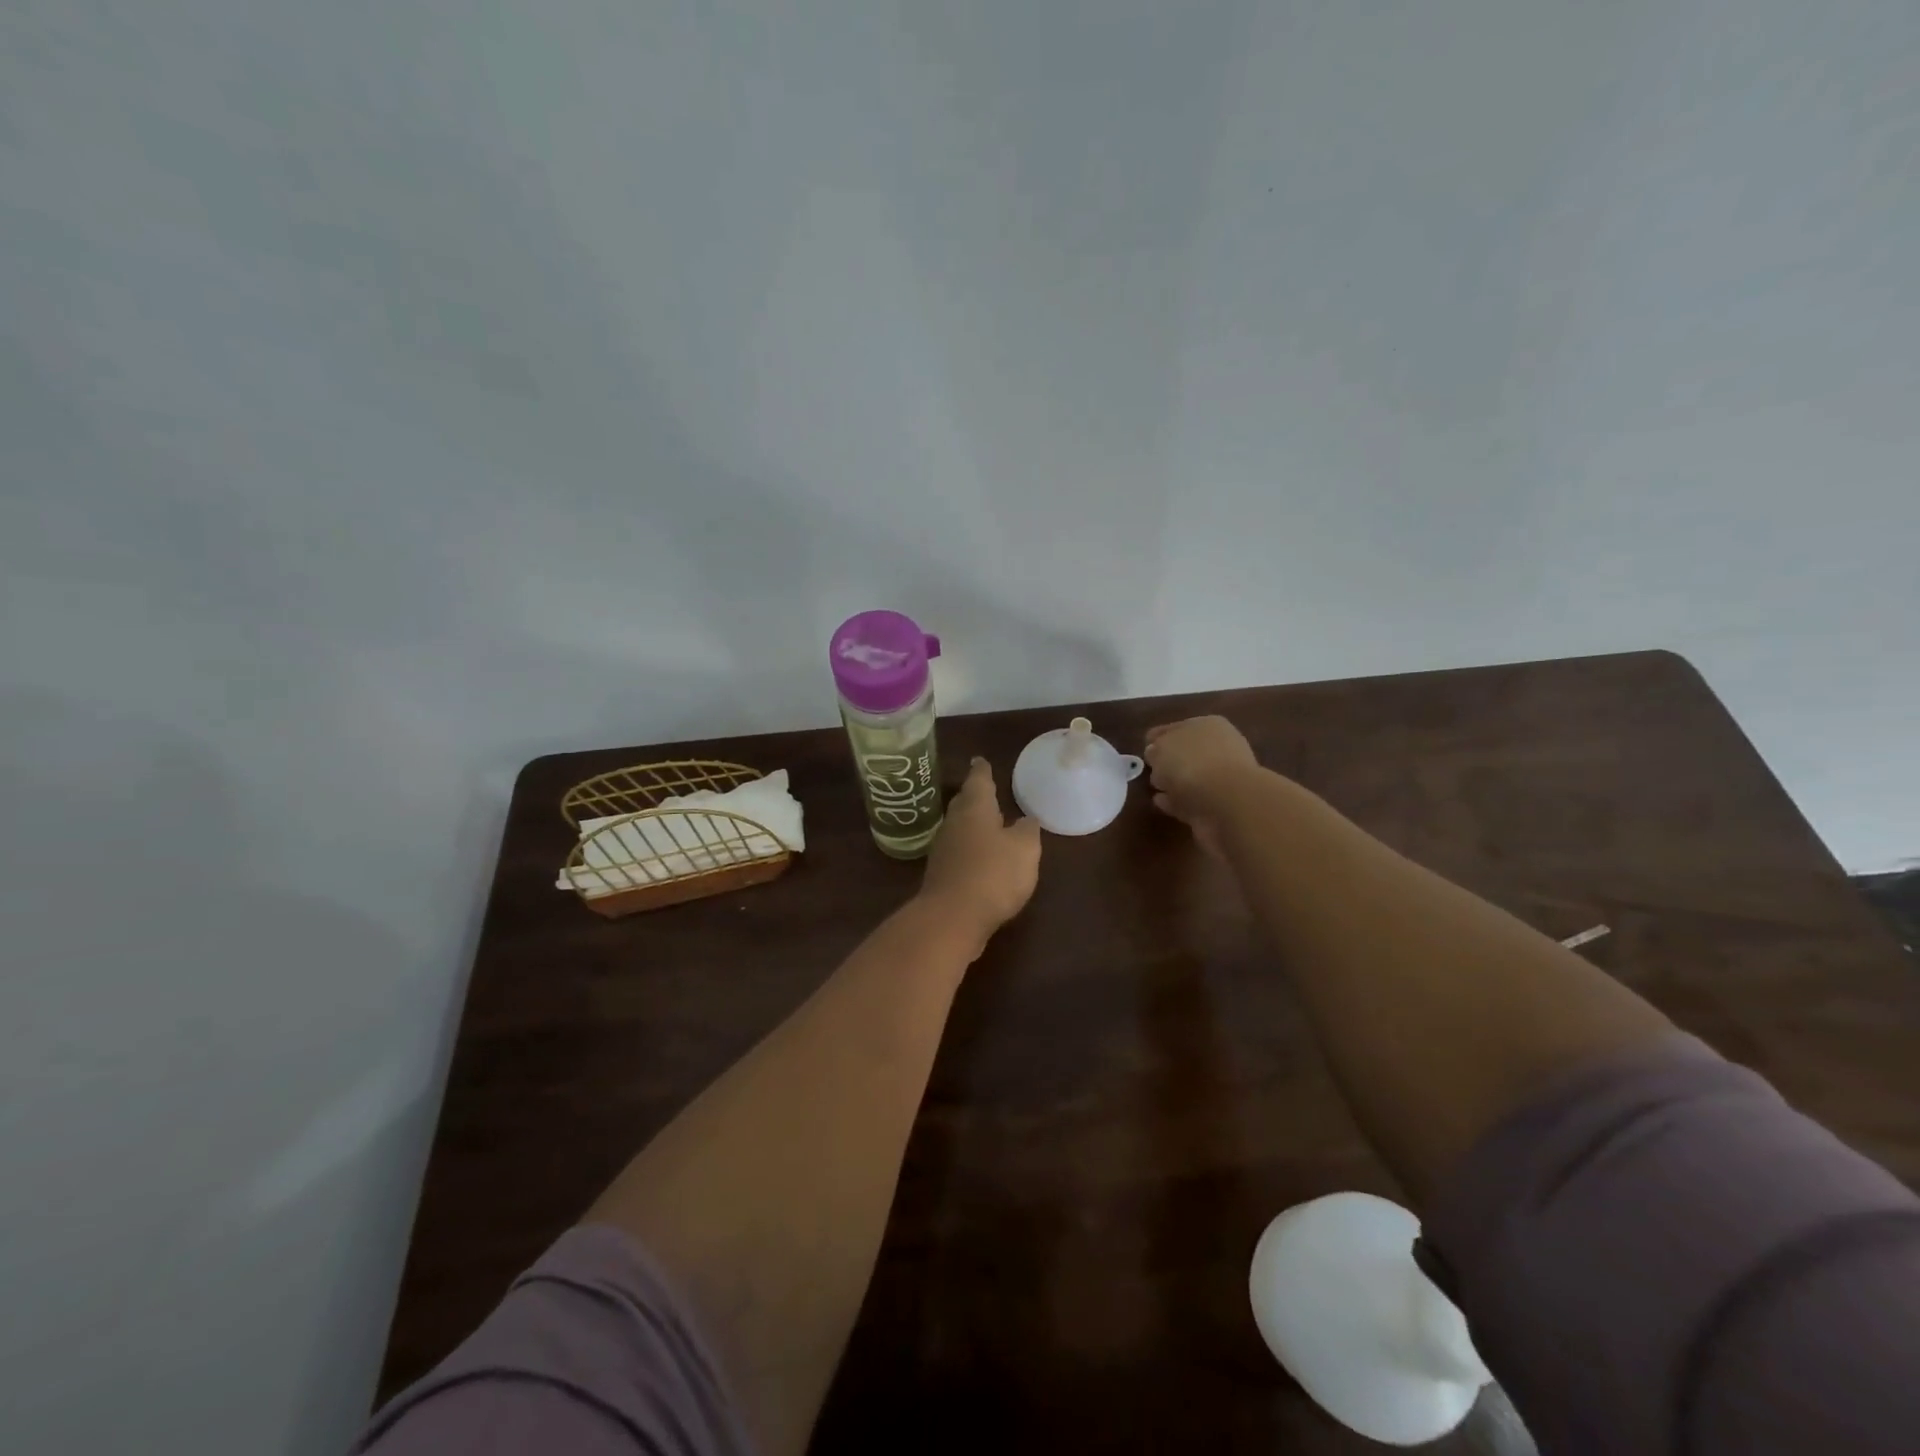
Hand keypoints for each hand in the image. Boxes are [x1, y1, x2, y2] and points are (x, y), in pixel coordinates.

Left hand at [918, 757, 1041, 947]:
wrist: (952, 917)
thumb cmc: (993, 873)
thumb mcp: (1024, 849)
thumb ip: (1027, 831)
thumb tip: (1026, 819)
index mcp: (975, 808)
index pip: (979, 781)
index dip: (982, 771)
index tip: (980, 760)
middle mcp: (955, 823)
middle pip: (964, 803)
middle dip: (975, 796)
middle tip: (985, 789)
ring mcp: (944, 850)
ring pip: (959, 827)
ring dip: (972, 824)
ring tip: (987, 822)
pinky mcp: (942, 875)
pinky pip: (958, 852)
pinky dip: (969, 849)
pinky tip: (981, 858)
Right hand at [1143, 716, 1262, 853]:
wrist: (1227, 805)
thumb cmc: (1192, 764)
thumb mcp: (1161, 748)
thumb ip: (1155, 749)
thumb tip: (1155, 755)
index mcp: (1207, 726)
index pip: (1176, 727)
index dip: (1158, 737)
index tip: (1143, 748)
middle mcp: (1218, 749)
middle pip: (1185, 752)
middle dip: (1168, 760)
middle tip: (1149, 769)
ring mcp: (1221, 780)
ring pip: (1189, 777)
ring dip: (1173, 782)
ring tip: (1154, 788)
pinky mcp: (1217, 807)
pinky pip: (1189, 801)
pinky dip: (1175, 801)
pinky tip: (1161, 803)